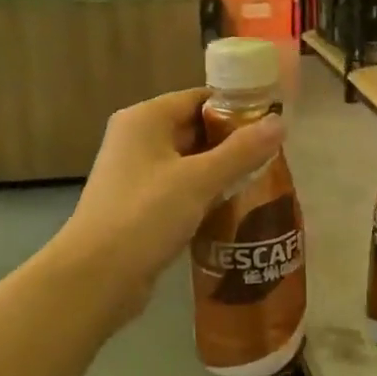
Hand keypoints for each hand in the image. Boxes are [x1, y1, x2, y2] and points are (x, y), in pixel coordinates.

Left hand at [55, 88, 285, 321]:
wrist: (96, 276)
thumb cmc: (145, 215)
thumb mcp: (199, 180)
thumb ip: (241, 151)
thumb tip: (280, 123)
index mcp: (145, 119)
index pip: (198, 98)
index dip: (236, 107)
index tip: (273, 122)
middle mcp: (137, 140)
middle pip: (194, 129)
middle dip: (233, 142)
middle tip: (276, 155)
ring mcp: (136, 175)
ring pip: (189, 163)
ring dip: (222, 171)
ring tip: (265, 180)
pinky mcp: (140, 207)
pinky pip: (181, 190)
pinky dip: (205, 195)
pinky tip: (235, 207)